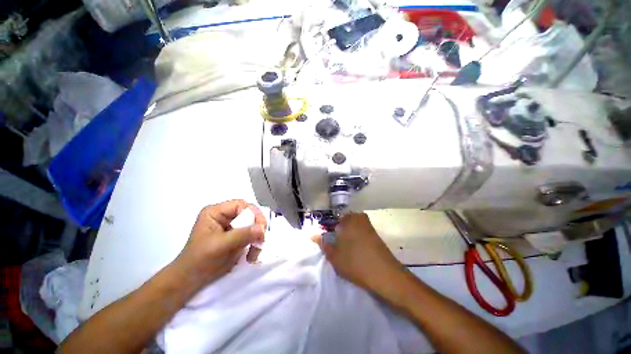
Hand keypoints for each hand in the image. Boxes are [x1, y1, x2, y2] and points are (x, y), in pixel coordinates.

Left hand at [175, 200, 265, 286]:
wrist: (191, 281)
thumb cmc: (200, 260)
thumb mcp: (220, 245)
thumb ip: (242, 235)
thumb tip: (262, 229)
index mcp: (216, 212)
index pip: (240, 205)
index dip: (252, 213)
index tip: (261, 227)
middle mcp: (225, 216)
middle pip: (249, 214)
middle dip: (257, 227)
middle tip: (261, 239)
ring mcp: (232, 227)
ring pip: (253, 225)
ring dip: (257, 238)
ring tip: (254, 252)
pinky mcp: (237, 237)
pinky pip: (252, 236)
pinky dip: (255, 245)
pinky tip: (251, 256)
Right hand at [313, 213, 404, 292]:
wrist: (385, 275)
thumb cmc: (355, 262)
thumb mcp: (334, 255)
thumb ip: (323, 243)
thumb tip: (313, 235)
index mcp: (348, 219)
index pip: (332, 219)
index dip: (327, 229)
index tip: (325, 239)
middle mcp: (359, 218)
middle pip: (342, 222)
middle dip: (337, 231)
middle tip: (334, 245)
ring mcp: (368, 225)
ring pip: (351, 227)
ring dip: (346, 235)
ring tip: (343, 249)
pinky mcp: (375, 234)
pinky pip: (359, 232)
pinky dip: (354, 238)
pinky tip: (354, 251)